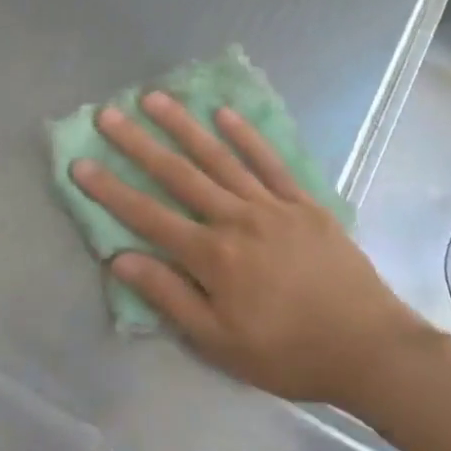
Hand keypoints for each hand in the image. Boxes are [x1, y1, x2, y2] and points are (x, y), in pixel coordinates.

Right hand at [71, 92, 429, 405]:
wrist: (368, 347)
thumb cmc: (287, 353)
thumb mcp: (219, 341)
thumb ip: (169, 297)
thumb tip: (121, 259)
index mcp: (212, 256)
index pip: (148, 216)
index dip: (111, 190)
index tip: (81, 163)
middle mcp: (236, 219)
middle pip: (179, 174)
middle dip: (139, 143)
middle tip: (109, 114)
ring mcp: (272, 206)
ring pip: (220, 158)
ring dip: (185, 126)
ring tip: (156, 98)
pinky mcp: (303, 203)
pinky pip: (270, 162)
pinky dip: (246, 136)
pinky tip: (225, 114)